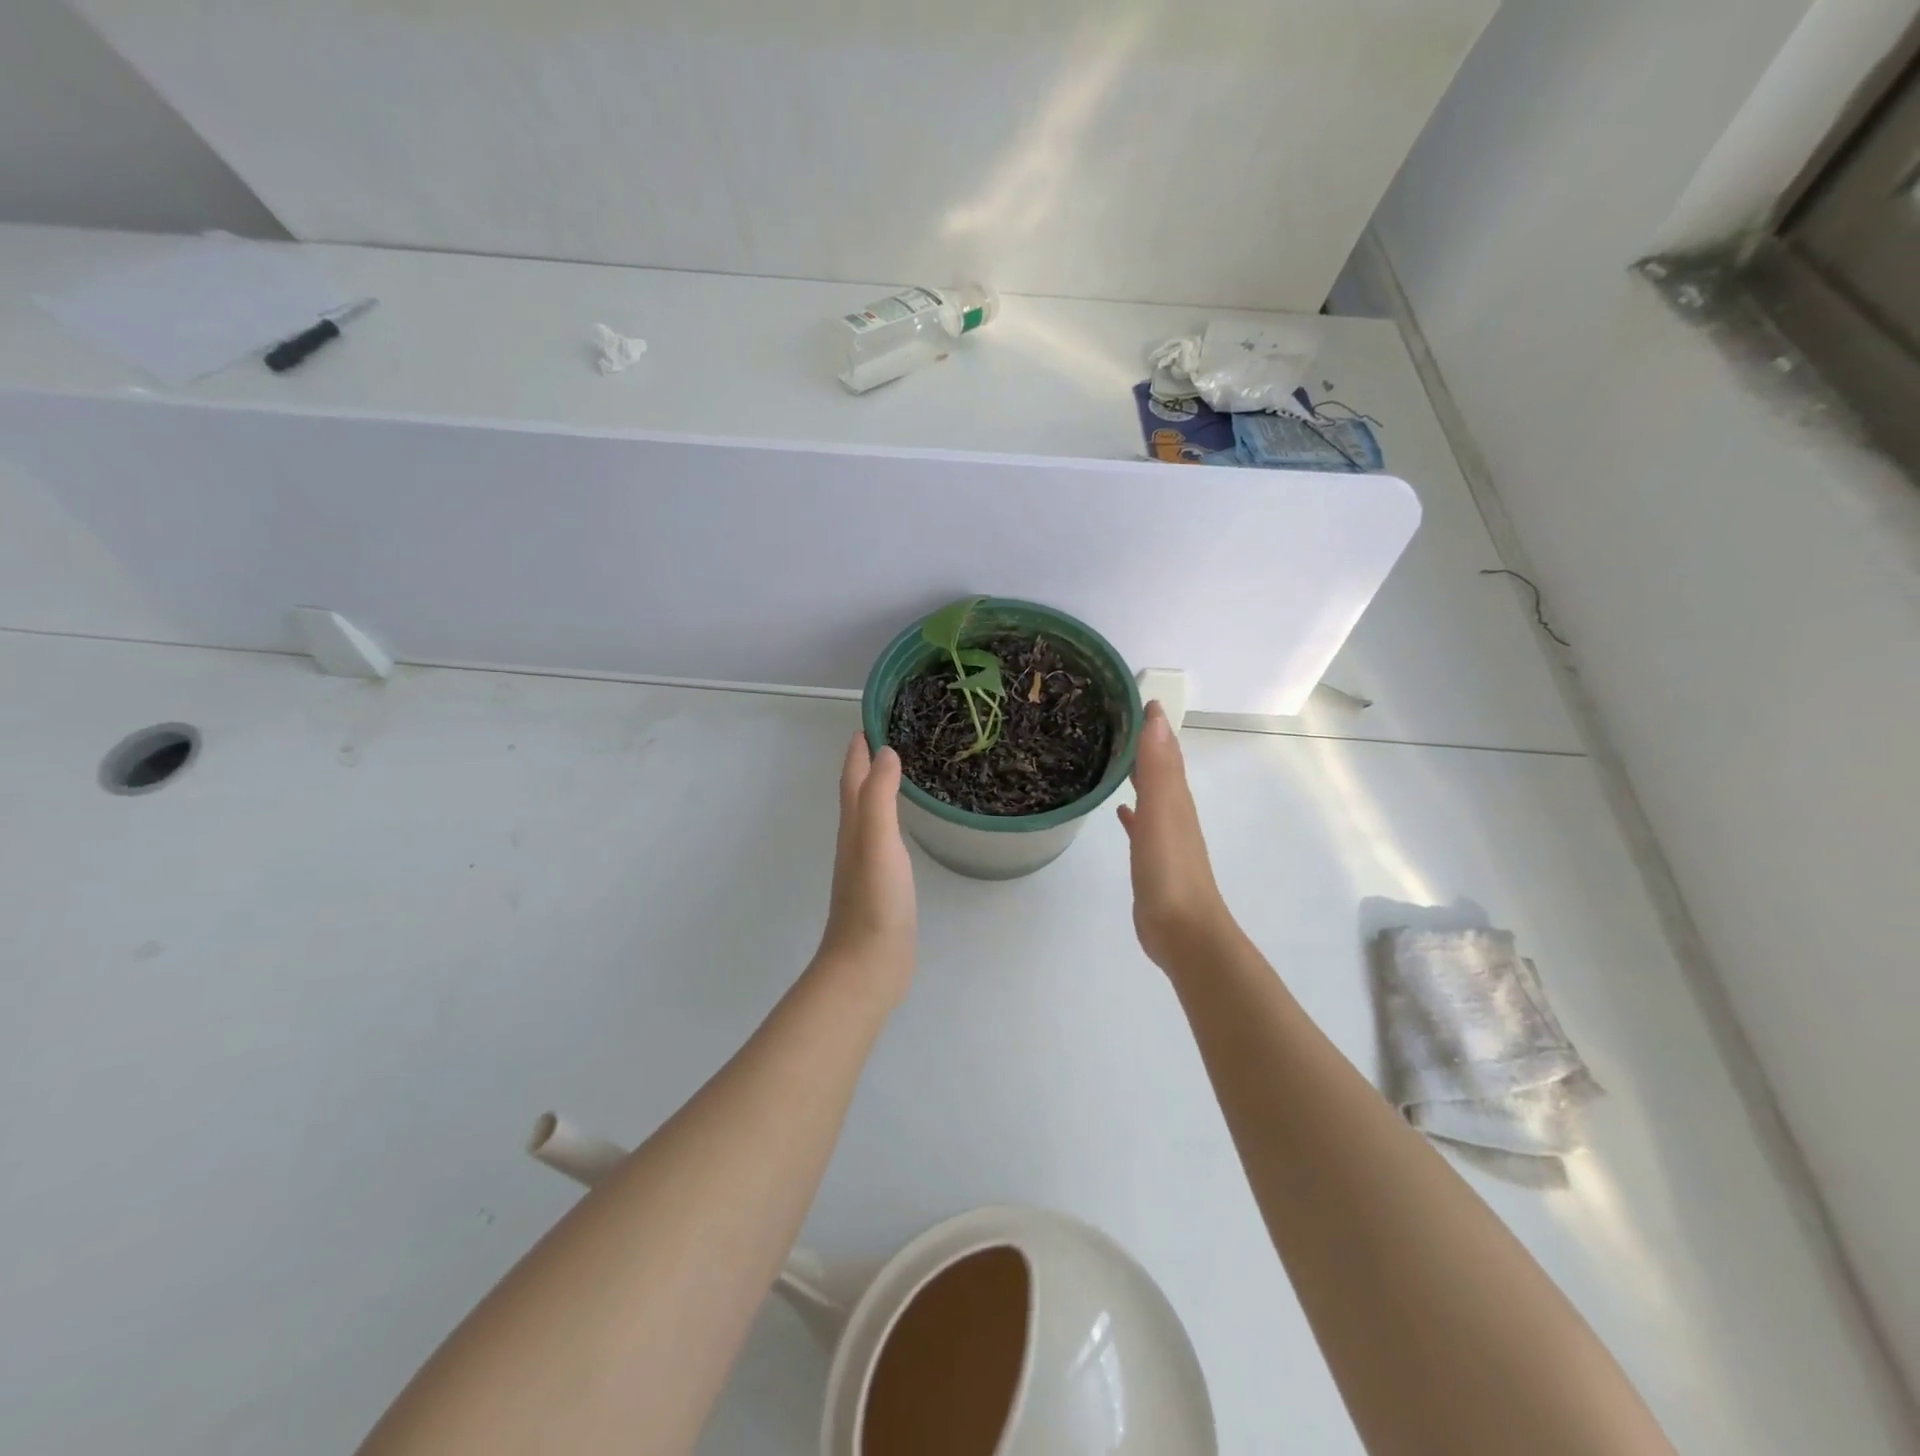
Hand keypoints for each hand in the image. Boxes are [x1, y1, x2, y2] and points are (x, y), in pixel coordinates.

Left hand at [816, 734, 916, 1000]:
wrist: (869, 965)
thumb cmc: (874, 901)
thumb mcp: (877, 841)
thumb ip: (879, 797)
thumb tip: (884, 752)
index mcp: (853, 826)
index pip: (853, 777)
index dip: (858, 749)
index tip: (870, 720)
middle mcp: (855, 840)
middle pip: (857, 792)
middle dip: (868, 763)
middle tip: (889, 737)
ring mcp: (867, 864)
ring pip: (870, 815)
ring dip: (878, 789)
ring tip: (899, 771)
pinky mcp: (882, 885)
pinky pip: (885, 839)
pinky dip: (891, 820)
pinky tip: (903, 825)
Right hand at [1117, 702, 1234, 973]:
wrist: (1182, 930)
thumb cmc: (1169, 869)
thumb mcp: (1162, 812)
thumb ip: (1158, 768)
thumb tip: (1157, 717)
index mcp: (1176, 798)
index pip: (1164, 749)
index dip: (1151, 723)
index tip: (1129, 695)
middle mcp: (1173, 812)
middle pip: (1158, 768)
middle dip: (1142, 743)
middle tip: (1113, 719)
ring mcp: (1163, 837)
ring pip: (1150, 793)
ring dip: (1136, 773)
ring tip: (1111, 755)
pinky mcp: (1151, 860)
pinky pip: (1141, 825)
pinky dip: (1132, 812)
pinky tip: (1120, 809)